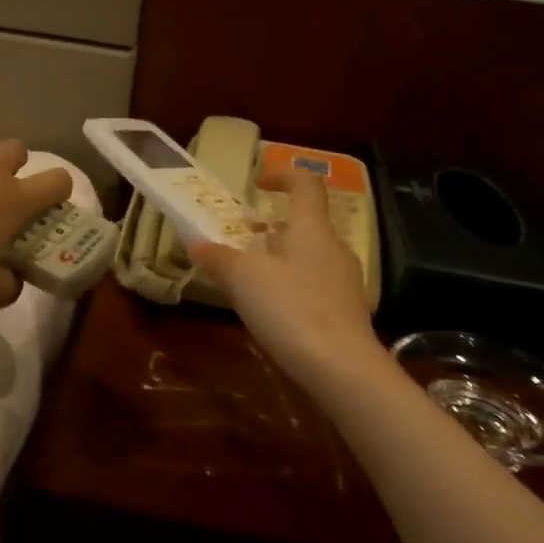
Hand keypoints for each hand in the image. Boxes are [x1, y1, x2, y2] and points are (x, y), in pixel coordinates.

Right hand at [190, 169, 379, 386]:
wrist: (341, 367)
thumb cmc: (290, 309)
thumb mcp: (243, 279)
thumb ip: (219, 259)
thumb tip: (197, 244)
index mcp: (311, 228)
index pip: (305, 184)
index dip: (282, 175)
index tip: (257, 183)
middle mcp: (334, 247)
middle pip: (305, 223)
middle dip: (273, 227)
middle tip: (242, 239)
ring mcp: (345, 280)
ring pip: (309, 256)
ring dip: (281, 258)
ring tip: (251, 277)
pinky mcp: (346, 310)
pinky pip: (315, 284)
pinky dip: (292, 285)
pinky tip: (274, 310)